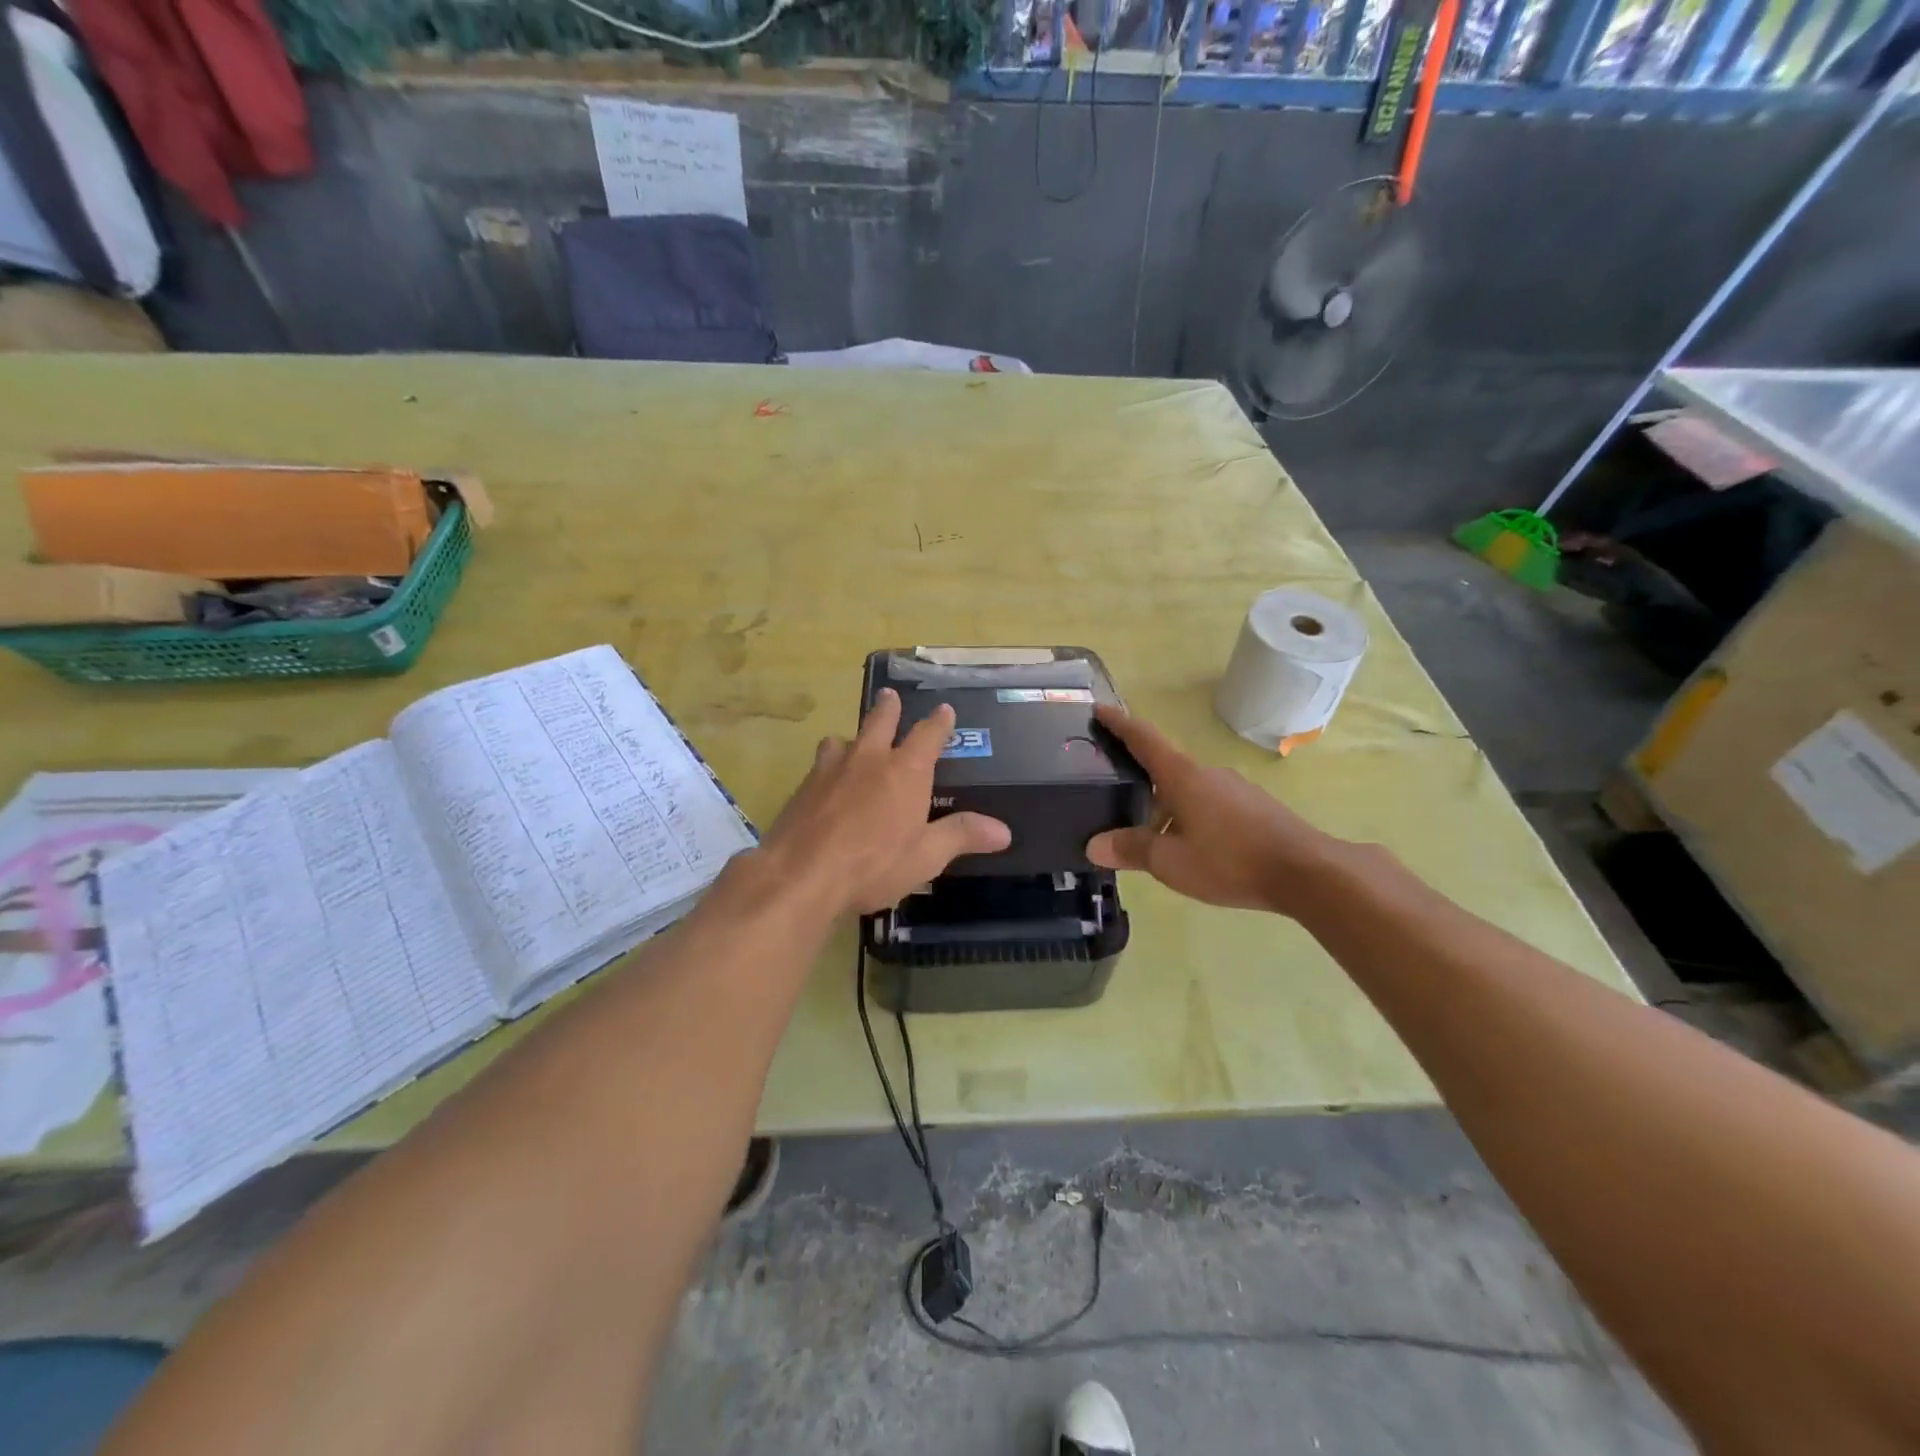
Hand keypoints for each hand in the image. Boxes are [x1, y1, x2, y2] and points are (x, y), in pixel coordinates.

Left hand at [759, 688, 1010, 916]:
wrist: (801, 874)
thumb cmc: (874, 864)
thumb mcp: (926, 856)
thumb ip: (961, 836)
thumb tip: (1004, 831)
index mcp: (905, 771)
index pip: (929, 734)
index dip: (939, 721)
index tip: (945, 709)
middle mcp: (869, 759)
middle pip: (880, 721)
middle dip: (889, 708)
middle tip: (890, 695)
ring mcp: (831, 769)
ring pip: (842, 740)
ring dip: (851, 737)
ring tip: (850, 742)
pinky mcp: (803, 787)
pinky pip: (819, 765)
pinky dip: (828, 766)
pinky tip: (825, 783)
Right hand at [1086, 704, 1344, 917]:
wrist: (1307, 872)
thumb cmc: (1230, 860)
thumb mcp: (1171, 862)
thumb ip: (1132, 850)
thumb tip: (1094, 845)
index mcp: (1183, 777)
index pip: (1144, 739)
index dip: (1120, 723)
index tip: (1100, 709)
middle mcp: (1208, 773)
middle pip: (1165, 768)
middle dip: (1141, 783)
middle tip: (1117, 801)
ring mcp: (1235, 788)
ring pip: (1189, 791)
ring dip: (1167, 808)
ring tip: (1153, 839)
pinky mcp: (1254, 807)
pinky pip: (1210, 804)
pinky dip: (1191, 818)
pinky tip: (1192, 848)